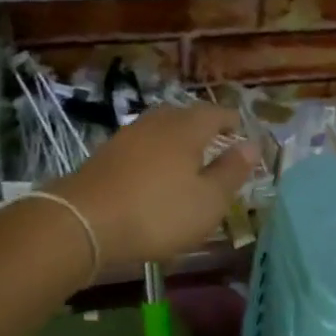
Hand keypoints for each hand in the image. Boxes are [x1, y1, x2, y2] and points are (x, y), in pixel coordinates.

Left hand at [51, 104, 256, 266]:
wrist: (83, 222)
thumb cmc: (158, 212)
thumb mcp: (208, 201)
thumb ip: (231, 171)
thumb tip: (252, 145)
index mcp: (187, 128)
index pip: (216, 113)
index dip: (233, 121)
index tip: (242, 132)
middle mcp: (156, 123)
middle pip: (185, 116)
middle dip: (203, 127)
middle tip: (217, 143)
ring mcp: (127, 137)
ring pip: (160, 130)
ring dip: (176, 141)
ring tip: (187, 161)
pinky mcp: (105, 156)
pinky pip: (141, 147)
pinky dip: (154, 156)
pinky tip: (154, 175)